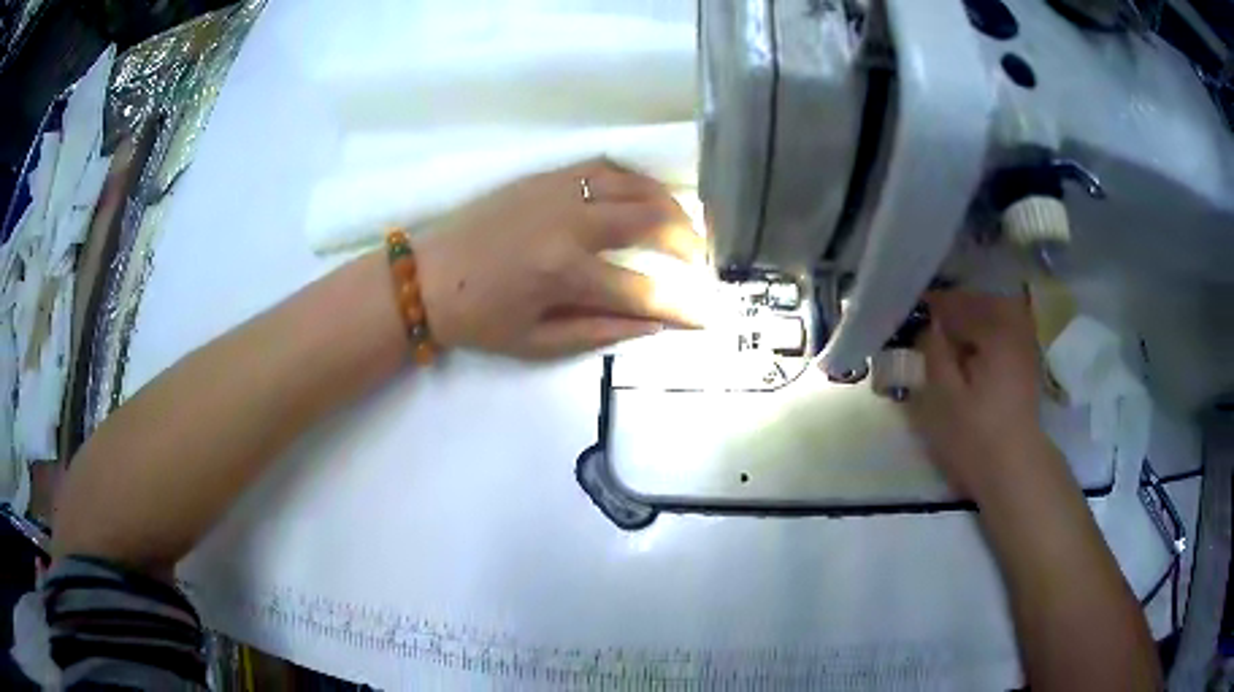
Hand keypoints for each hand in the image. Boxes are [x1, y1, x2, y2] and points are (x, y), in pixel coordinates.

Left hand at [413, 159, 704, 359]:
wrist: (425, 276)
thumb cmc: (479, 319)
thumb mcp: (537, 343)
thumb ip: (600, 332)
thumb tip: (655, 324)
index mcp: (564, 274)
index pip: (644, 292)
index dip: (683, 306)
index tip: (708, 315)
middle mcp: (568, 223)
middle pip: (651, 222)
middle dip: (689, 243)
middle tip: (701, 261)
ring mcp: (557, 192)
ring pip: (634, 185)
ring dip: (668, 204)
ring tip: (683, 225)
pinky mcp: (544, 176)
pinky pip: (604, 167)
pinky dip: (634, 180)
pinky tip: (644, 195)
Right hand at [907, 289, 1054, 498]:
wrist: (1014, 469)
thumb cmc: (976, 435)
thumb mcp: (944, 397)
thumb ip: (935, 354)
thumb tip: (930, 327)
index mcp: (994, 333)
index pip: (960, 305)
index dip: (936, 304)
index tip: (916, 306)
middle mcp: (1014, 332)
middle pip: (984, 303)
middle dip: (959, 305)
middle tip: (935, 317)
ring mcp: (1025, 349)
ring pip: (999, 315)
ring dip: (976, 316)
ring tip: (954, 330)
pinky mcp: (1027, 367)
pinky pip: (1008, 332)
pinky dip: (990, 331)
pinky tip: (976, 348)